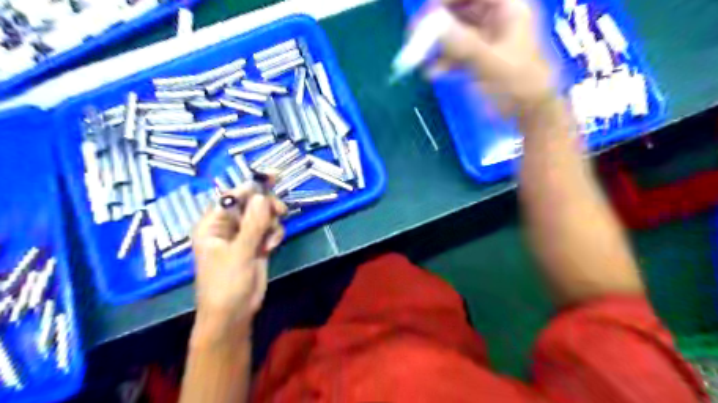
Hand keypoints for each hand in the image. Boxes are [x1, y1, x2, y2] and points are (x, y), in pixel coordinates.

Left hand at [193, 184, 287, 340]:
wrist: (234, 313)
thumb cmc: (226, 283)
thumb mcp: (239, 252)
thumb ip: (253, 224)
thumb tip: (262, 195)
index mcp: (212, 224)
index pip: (232, 196)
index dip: (251, 186)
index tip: (272, 177)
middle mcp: (227, 226)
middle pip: (251, 203)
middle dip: (266, 206)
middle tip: (280, 211)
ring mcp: (243, 235)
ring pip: (263, 215)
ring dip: (271, 223)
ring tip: (270, 240)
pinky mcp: (256, 244)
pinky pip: (269, 228)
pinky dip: (274, 234)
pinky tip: (271, 247)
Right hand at [428, 0, 556, 114]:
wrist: (529, 114)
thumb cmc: (518, 85)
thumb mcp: (490, 63)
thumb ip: (462, 43)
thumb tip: (431, 23)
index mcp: (508, 9)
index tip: (427, 11)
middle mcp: (496, 20)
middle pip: (461, 9)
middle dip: (437, 22)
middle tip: (414, 34)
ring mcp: (486, 41)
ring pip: (456, 33)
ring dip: (436, 44)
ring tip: (417, 56)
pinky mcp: (478, 60)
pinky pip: (456, 54)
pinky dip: (443, 61)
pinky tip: (431, 73)